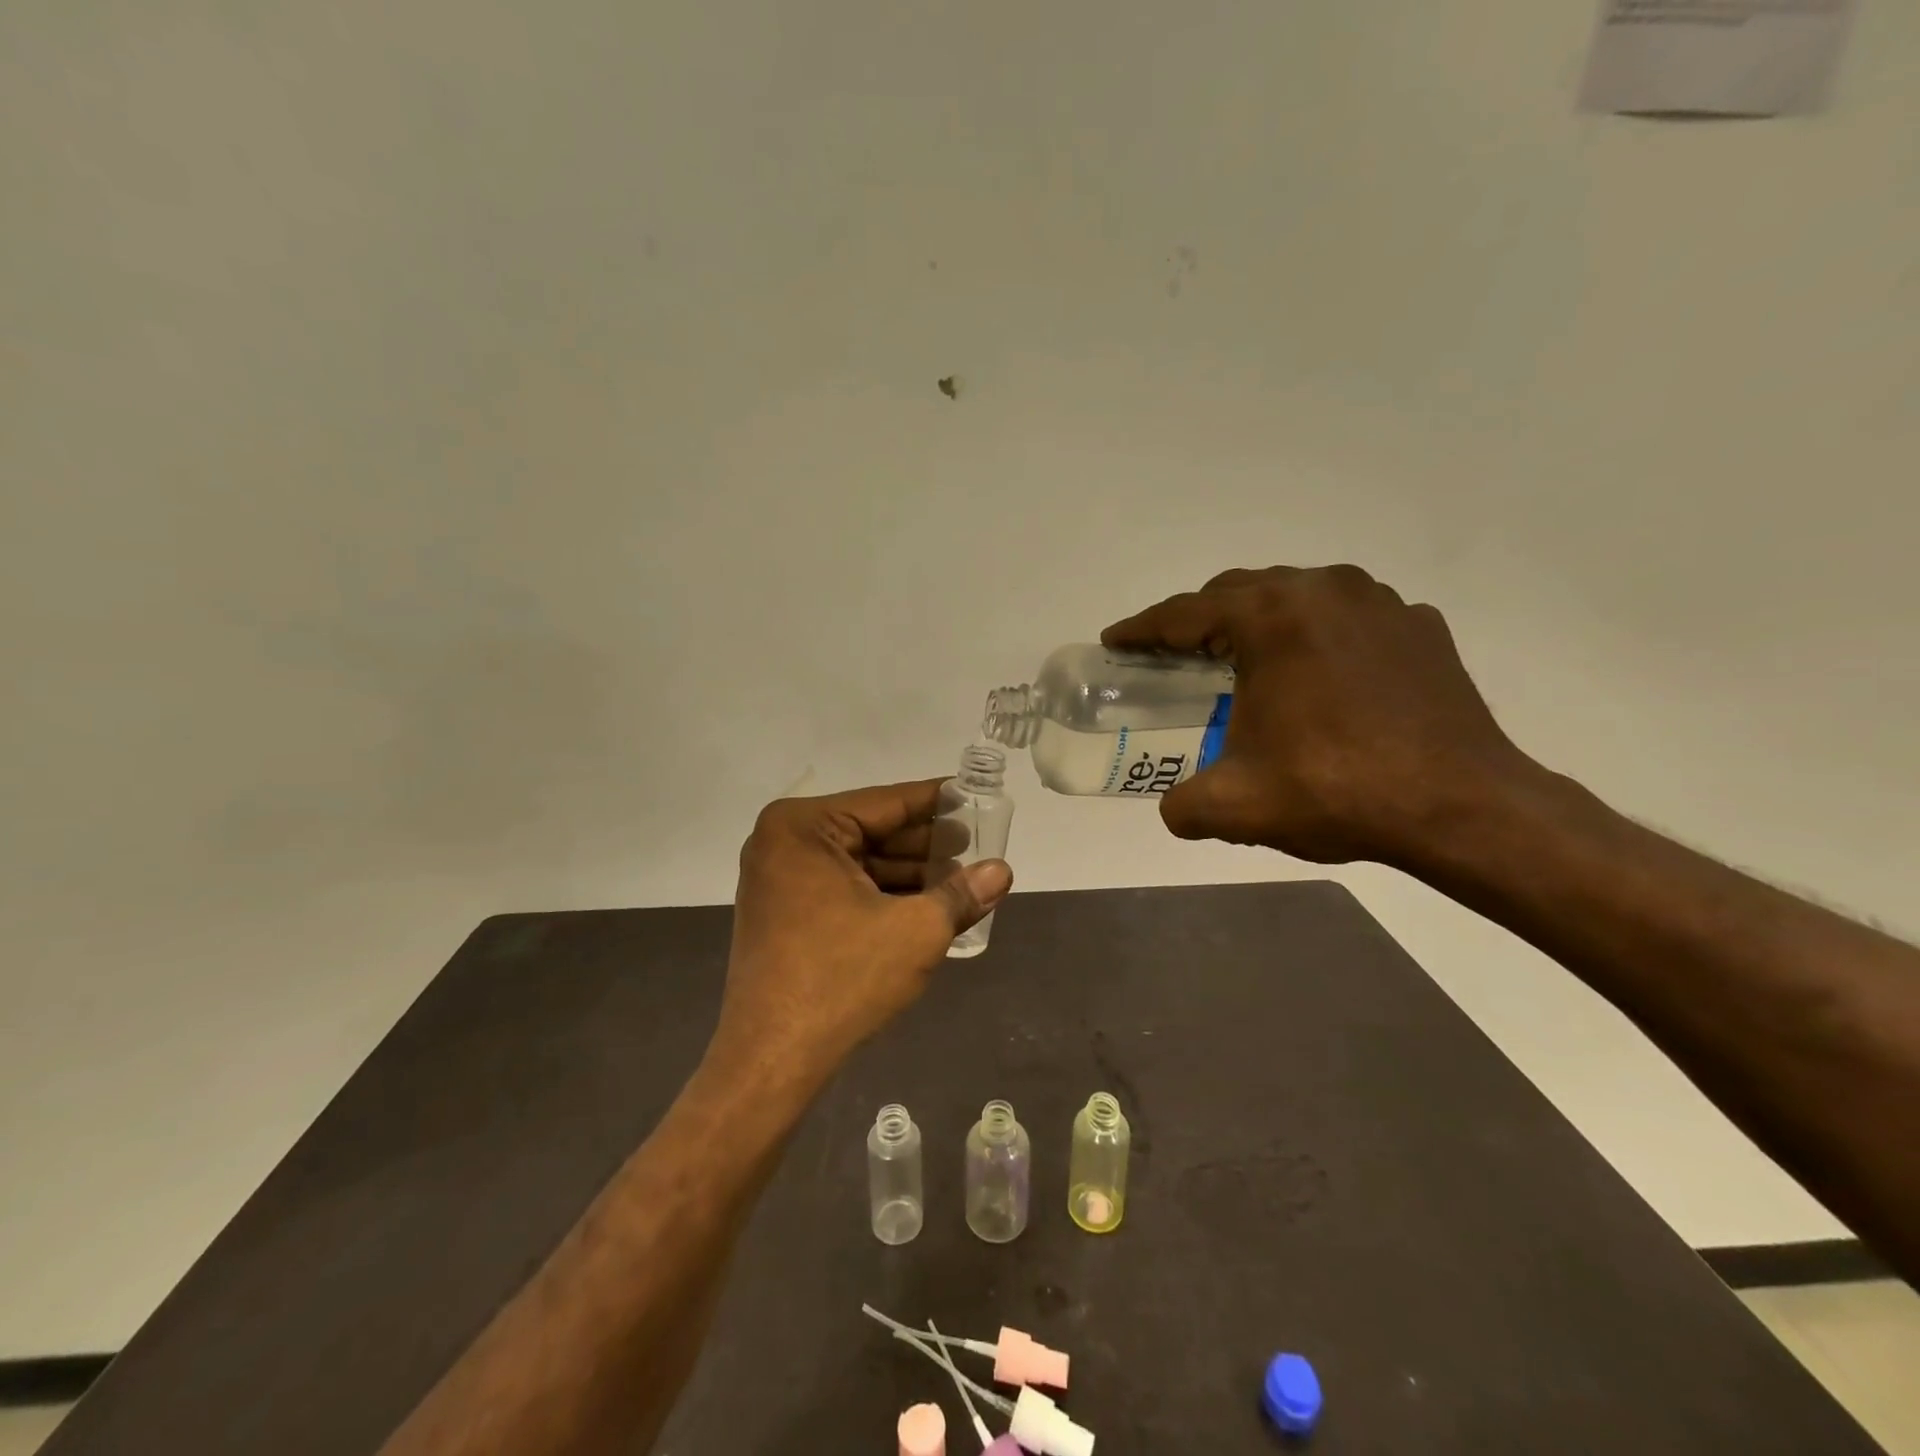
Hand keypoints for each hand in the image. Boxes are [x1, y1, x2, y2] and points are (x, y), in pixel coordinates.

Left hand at [713, 780, 1013, 1080]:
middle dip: (926, 843)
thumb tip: (1002, 871)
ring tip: (962, 879)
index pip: (887, 803)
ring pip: (860, 863)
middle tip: (978, 845)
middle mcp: (783, 843)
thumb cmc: (842, 979)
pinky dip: (883, 895)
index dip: (937, 801)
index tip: (975, 795)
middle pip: (872, 831)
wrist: (771, 1060)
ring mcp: (779, 880)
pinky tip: (926, 905)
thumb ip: (961, 894)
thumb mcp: (915, 931)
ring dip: (909, 873)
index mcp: (803, 827)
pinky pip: (843, 888)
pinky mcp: (783, 913)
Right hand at [1102, 565, 1530, 865]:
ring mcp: (1378, 602)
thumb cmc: (1337, 792)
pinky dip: (1313, 634)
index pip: (1184, 613)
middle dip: (1196, 620)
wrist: (1463, 808)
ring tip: (1240, 660)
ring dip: (1256, 621)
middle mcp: (1322, 590)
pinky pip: (1345, 616)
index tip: (1115, 642)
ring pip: (1293, 595)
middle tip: (1171, 656)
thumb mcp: (1235, 805)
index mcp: (1270, 618)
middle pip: (1236, 592)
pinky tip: (1313, 673)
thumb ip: (1181, 804)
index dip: (1141, 629)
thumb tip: (1173, 806)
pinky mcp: (1417, 627)